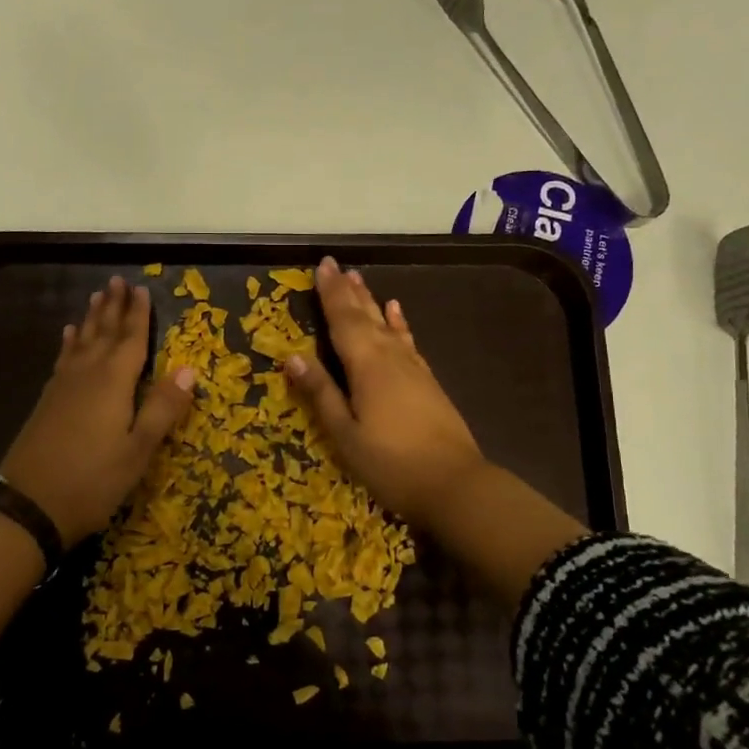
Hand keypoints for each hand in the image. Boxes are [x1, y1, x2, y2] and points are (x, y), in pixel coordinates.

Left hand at [0, 275, 195, 549]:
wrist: (29, 506)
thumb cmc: (93, 480)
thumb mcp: (138, 450)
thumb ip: (162, 408)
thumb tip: (188, 369)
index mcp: (113, 382)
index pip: (131, 340)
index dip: (138, 315)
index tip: (141, 288)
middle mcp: (86, 375)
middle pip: (103, 333)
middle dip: (113, 307)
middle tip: (116, 280)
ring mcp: (62, 388)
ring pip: (81, 342)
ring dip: (91, 319)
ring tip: (96, 297)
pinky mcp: (47, 402)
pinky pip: (63, 359)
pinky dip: (69, 343)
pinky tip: (69, 337)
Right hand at [284, 256, 487, 530]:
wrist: (455, 484)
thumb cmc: (391, 463)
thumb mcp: (345, 434)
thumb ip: (321, 393)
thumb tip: (292, 356)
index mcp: (366, 366)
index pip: (342, 320)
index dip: (330, 293)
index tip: (322, 265)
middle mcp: (390, 357)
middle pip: (365, 316)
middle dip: (348, 290)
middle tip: (335, 265)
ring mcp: (413, 368)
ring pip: (386, 324)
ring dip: (370, 301)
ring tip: (359, 279)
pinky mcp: (428, 381)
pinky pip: (408, 341)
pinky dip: (399, 324)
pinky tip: (396, 313)